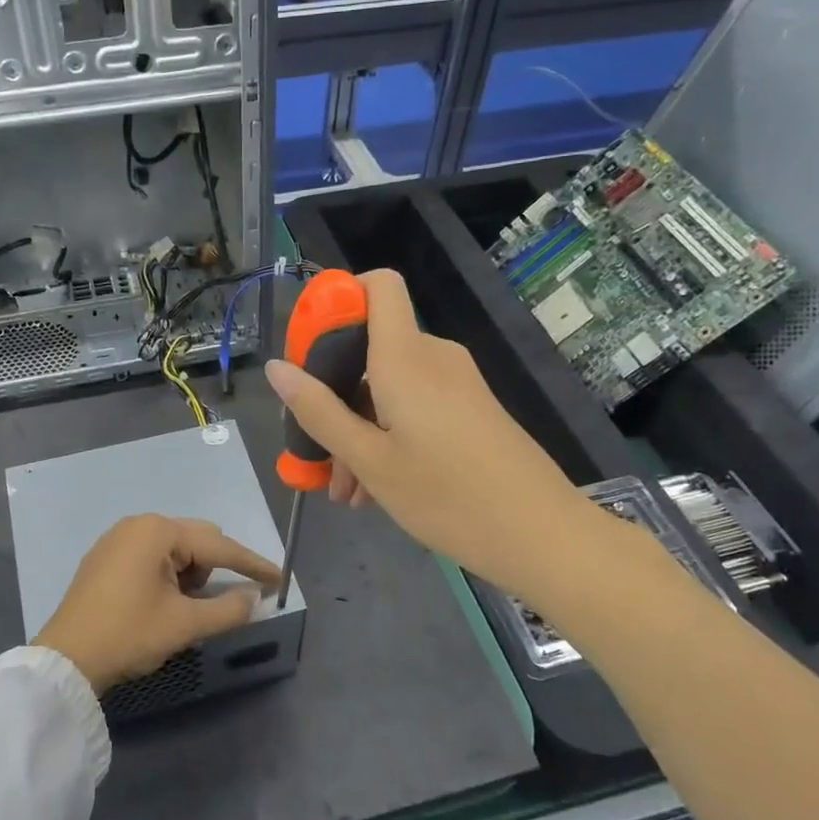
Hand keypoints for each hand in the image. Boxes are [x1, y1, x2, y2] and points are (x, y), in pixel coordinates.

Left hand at [33, 515, 281, 693]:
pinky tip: (165, 601)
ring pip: (174, 549)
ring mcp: (118, 539)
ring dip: (191, 574)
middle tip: (231, 599)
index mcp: (158, 531)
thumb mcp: (184, 624)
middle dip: (217, 568)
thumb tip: (254, 597)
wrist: (65, 659)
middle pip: (197, 540)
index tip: (279, 579)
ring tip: (187, 608)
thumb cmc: (128, 634)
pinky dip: (169, 575)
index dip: (251, 564)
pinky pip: (152, 557)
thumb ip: (227, 608)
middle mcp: (138, 525)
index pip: (218, 546)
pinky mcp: (106, 558)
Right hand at [264, 269, 596, 598]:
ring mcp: (456, 383)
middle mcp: (432, 357)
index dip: (340, 299)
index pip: (378, 286)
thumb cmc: (446, 495)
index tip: (310, 348)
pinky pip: (415, 404)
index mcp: (404, 357)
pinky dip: (389, 434)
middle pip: (370, 349)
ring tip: (347, 492)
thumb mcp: (370, 460)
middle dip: (335, 397)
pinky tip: (377, 488)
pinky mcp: (470, 407)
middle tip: (319, 455)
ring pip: (389, 386)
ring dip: (359, 429)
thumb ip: (319, 412)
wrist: (541, 534)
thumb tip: (276, 368)